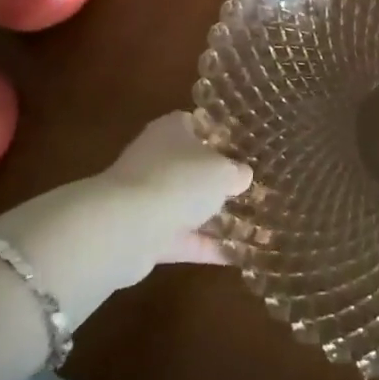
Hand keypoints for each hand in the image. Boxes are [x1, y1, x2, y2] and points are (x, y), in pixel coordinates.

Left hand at [0, 112, 252, 327]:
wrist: (126, 227)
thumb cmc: (179, 180)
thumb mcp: (222, 171)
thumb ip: (236, 171)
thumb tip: (243, 175)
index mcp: (173, 129)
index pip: (199, 124)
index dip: (222, 135)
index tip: (246, 149)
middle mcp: (157, 157)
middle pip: (193, 165)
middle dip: (218, 179)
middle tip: (252, 189)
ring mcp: (148, 196)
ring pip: (187, 203)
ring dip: (212, 215)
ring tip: (251, 224)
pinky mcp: (145, 233)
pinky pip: (182, 237)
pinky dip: (205, 245)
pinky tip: (237, 255)